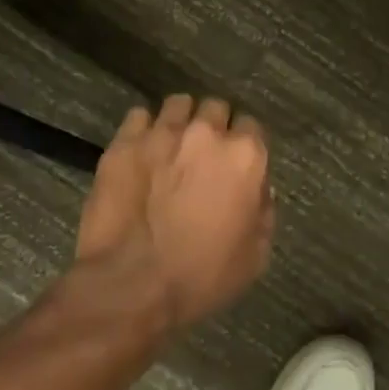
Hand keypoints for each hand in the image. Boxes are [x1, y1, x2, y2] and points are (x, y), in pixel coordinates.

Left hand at [76, 94, 273, 327]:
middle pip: (216, 108)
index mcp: (244, 156)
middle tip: (203, 156)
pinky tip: (141, 151)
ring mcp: (162, 133)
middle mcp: (206, 133)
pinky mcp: (124, 142)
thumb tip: (258, 191)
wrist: (130, 285)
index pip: (252, 127)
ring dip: (180, 121)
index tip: (235, 166)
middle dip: (213, 127)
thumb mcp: (255, 256)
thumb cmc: (201, 276)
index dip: (244, 147)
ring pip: (178, 104)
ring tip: (171, 145)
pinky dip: (143, 129)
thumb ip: (264, 212)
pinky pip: (139, 116)